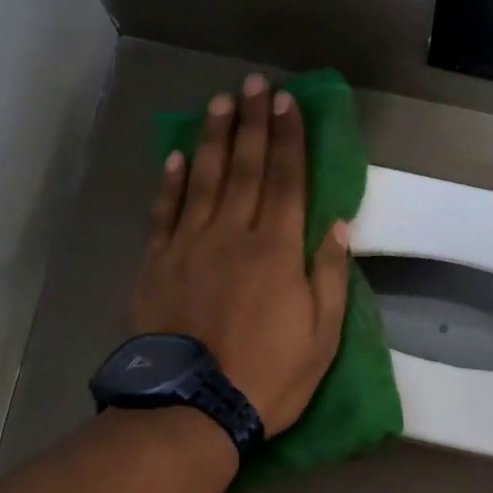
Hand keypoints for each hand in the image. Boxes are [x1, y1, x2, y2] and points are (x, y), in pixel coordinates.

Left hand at [129, 74, 350, 434]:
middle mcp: (232, 234)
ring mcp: (189, 245)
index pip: (287, 181)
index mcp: (276, 250)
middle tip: (254, 84)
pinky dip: (171, 182)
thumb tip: (337, 226)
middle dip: (252, 123)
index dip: (289, 139)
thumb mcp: (321, 337)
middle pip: (244, 168)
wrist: (193, 407)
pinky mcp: (156, 264)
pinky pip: (165, 212)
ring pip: (202, 179)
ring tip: (219, 103)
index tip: (288, 103)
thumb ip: (329, 276)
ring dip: (212, 138)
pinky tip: (176, 158)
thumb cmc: (269, 377)